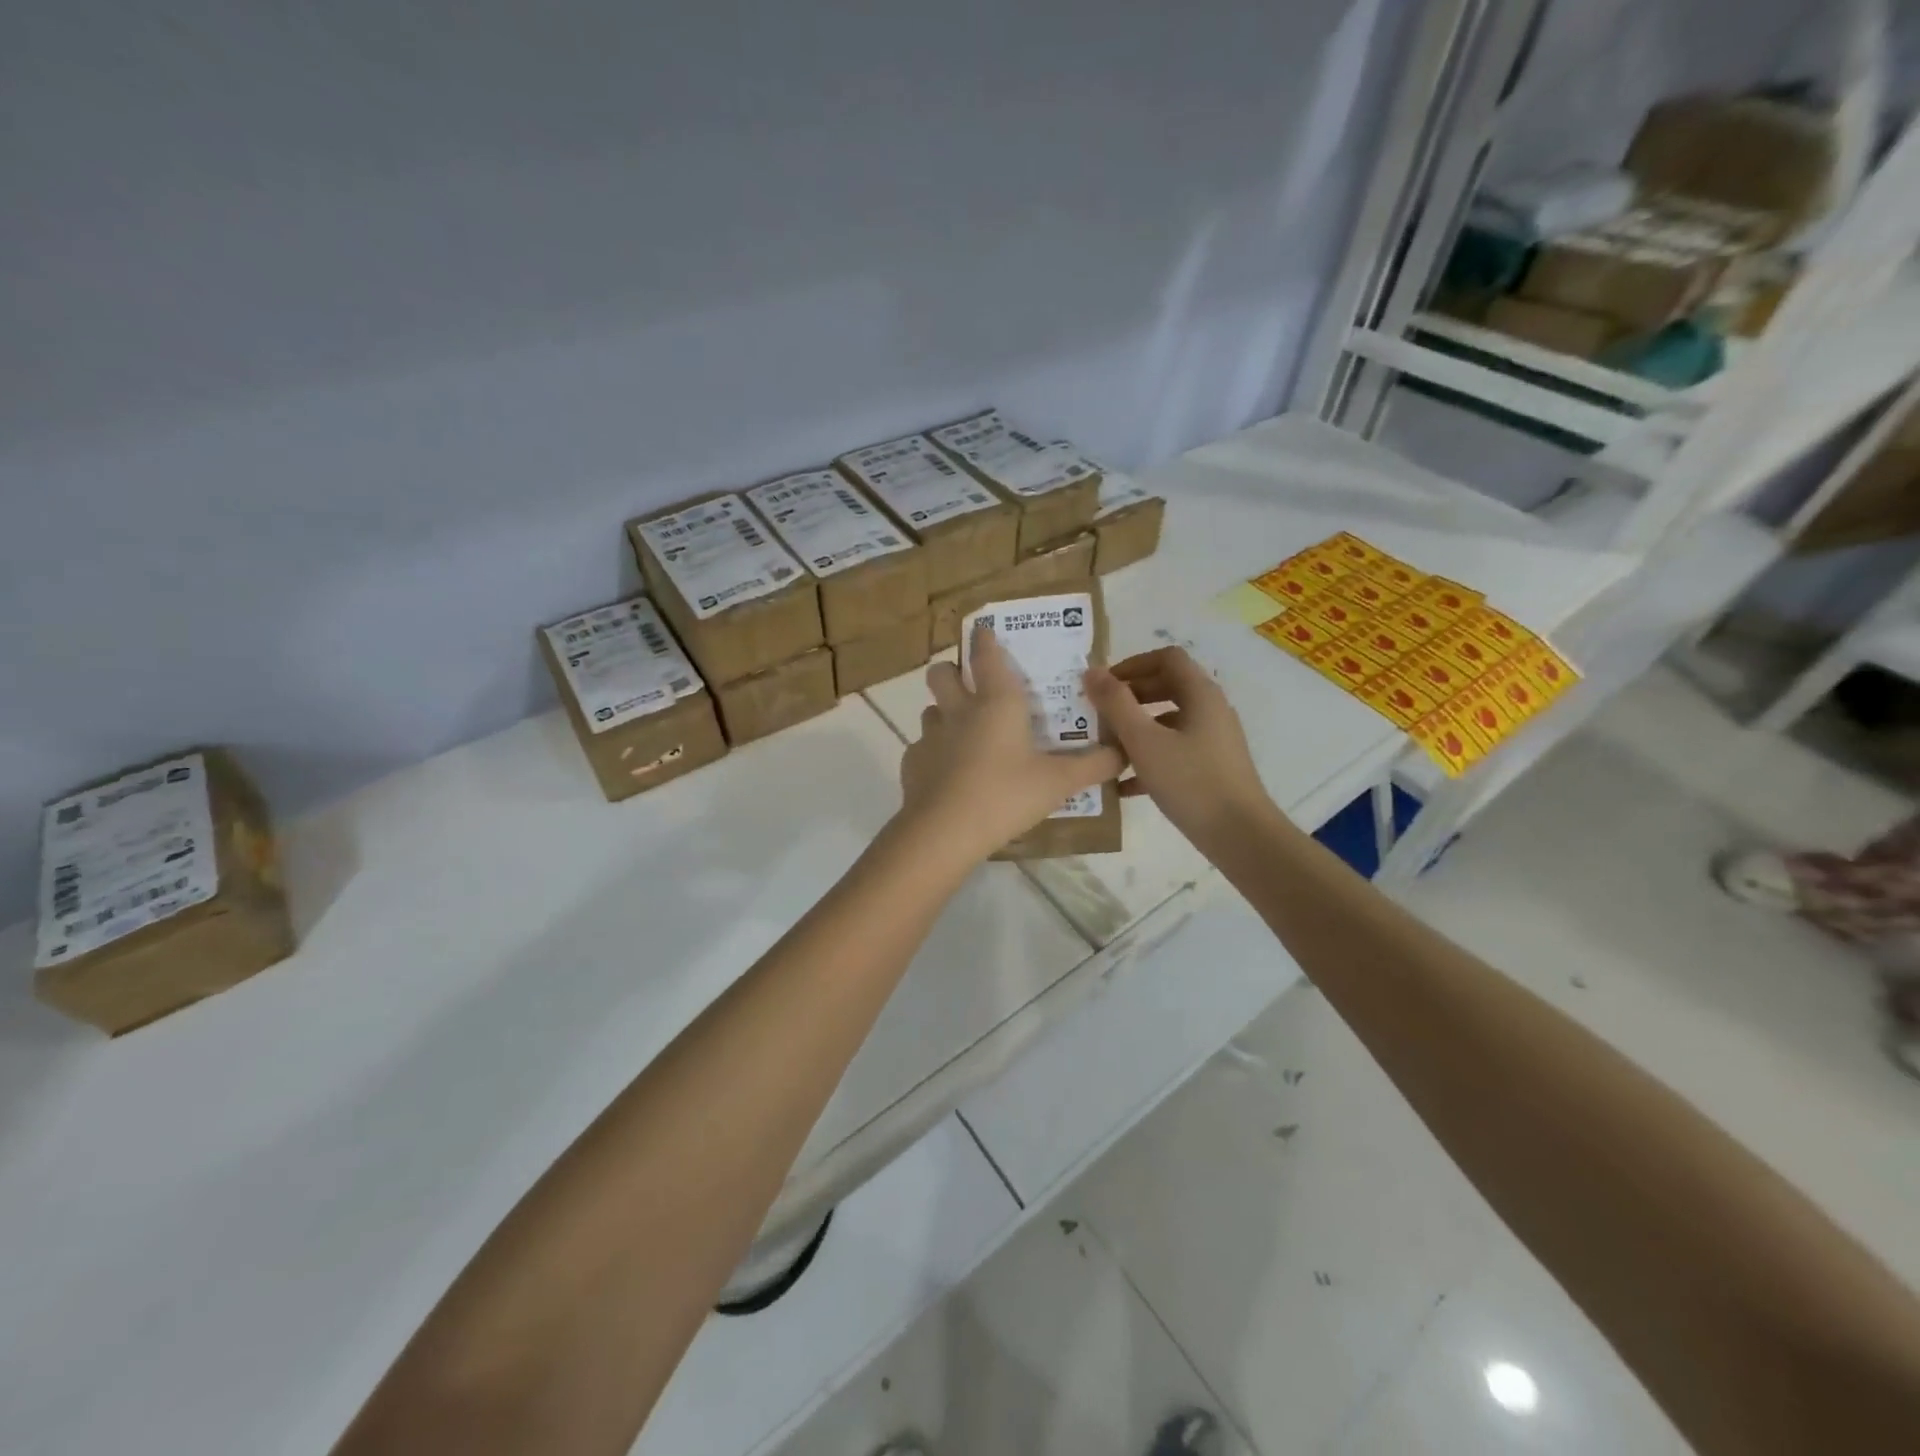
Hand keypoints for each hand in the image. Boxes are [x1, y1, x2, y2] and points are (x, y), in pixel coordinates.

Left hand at [898, 625, 1122, 864]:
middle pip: (941, 673)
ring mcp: (930, 736)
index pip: (986, 656)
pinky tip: (948, 776)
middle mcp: (959, 711)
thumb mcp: (1059, 783)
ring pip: (931, 710)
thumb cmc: (1006, 795)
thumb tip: (1124, 752)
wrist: (944, 831)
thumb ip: (1095, 766)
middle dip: (951, 670)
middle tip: (967, 684)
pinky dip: (934, 754)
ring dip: (943, 714)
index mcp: (997, 703)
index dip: (985, 639)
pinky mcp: (912, 763)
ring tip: (962, 735)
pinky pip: (922, 748)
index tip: (983, 629)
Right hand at [1084, 646, 1276, 853]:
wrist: (1239, 835)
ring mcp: (1213, 739)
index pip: (1166, 658)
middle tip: (1098, 714)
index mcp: (1200, 694)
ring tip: (1105, 748)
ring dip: (1136, 728)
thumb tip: (1091, 672)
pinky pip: (1174, 750)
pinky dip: (1149, 757)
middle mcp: (1210, 709)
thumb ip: (1115, 704)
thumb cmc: (1190, 781)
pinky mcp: (1211, 767)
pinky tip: (1122, 784)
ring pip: (1168, 721)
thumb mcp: (1144, 741)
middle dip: (1129, 697)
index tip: (1103, 685)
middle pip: (1166, 687)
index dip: (1132, 664)